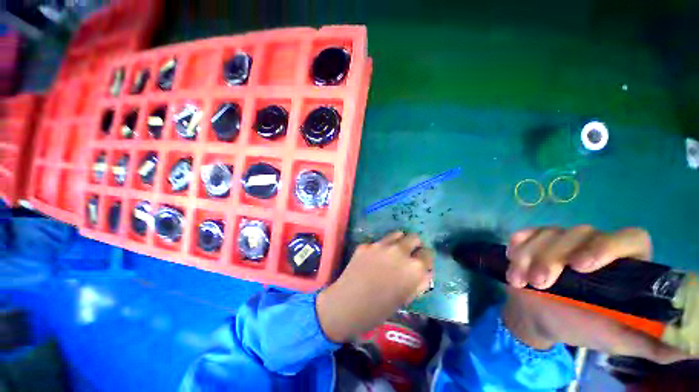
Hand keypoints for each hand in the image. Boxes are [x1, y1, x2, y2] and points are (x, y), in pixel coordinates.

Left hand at [316, 232, 432, 341]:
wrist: (347, 304)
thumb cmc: (380, 309)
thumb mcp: (406, 298)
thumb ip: (419, 282)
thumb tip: (425, 272)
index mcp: (414, 267)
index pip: (428, 253)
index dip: (425, 259)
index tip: (421, 263)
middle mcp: (399, 251)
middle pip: (414, 237)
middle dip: (414, 245)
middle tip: (408, 255)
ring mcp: (380, 245)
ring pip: (397, 234)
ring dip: (399, 241)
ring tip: (393, 252)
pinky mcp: (366, 244)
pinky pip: (378, 242)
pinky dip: (380, 248)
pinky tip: (374, 259)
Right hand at [503, 226, 692, 363]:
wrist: (540, 317)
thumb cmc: (581, 327)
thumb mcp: (617, 339)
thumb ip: (652, 341)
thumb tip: (687, 344)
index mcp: (622, 264)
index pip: (630, 238)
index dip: (608, 247)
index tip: (581, 267)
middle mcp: (594, 245)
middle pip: (579, 233)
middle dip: (553, 257)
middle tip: (539, 283)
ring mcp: (561, 240)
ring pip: (548, 233)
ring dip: (530, 256)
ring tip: (520, 281)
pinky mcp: (535, 240)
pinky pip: (526, 233)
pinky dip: (518, 245)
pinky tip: (512, 258)